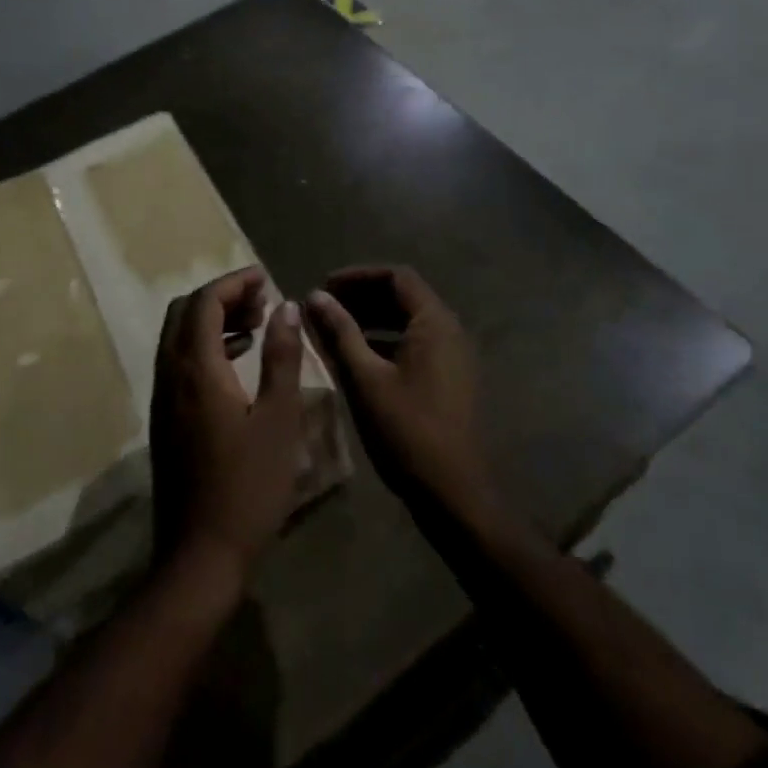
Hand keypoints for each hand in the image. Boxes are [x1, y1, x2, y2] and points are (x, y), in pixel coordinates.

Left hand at [150, 268, 306, 580]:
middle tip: (261, 300)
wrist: (200, 556)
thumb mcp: (278, 419)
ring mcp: (163, 399)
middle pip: (184, 313)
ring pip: (178, 338)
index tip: (265, 277)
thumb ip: (282, 357)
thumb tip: (285, 306)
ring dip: (212, 321)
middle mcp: (170, 375)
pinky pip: (179, 362)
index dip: (234, 283)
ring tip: (256, 324)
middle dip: (221, 297)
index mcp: (196, 369)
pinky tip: (238, 362)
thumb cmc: (248, 487)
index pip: (205, 302)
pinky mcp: (165, 420)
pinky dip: (205, 347)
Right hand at [305, 267, 492, 518]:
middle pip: (404, 296)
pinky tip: (358, 356)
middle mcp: (449, 330)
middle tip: (324, 306)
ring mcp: (452, 355)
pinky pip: (415, 342)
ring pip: (408, 320)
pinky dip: (385, 339)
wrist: (452, 491)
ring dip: (371, 318)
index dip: (358, 276)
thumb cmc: (406, 430)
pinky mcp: (449, 377)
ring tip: (334, 328)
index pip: (396, 277)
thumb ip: (340, 332)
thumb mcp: (365, 378)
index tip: (324, 286)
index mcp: (434, 322)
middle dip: (362, 296)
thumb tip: (315, 295)